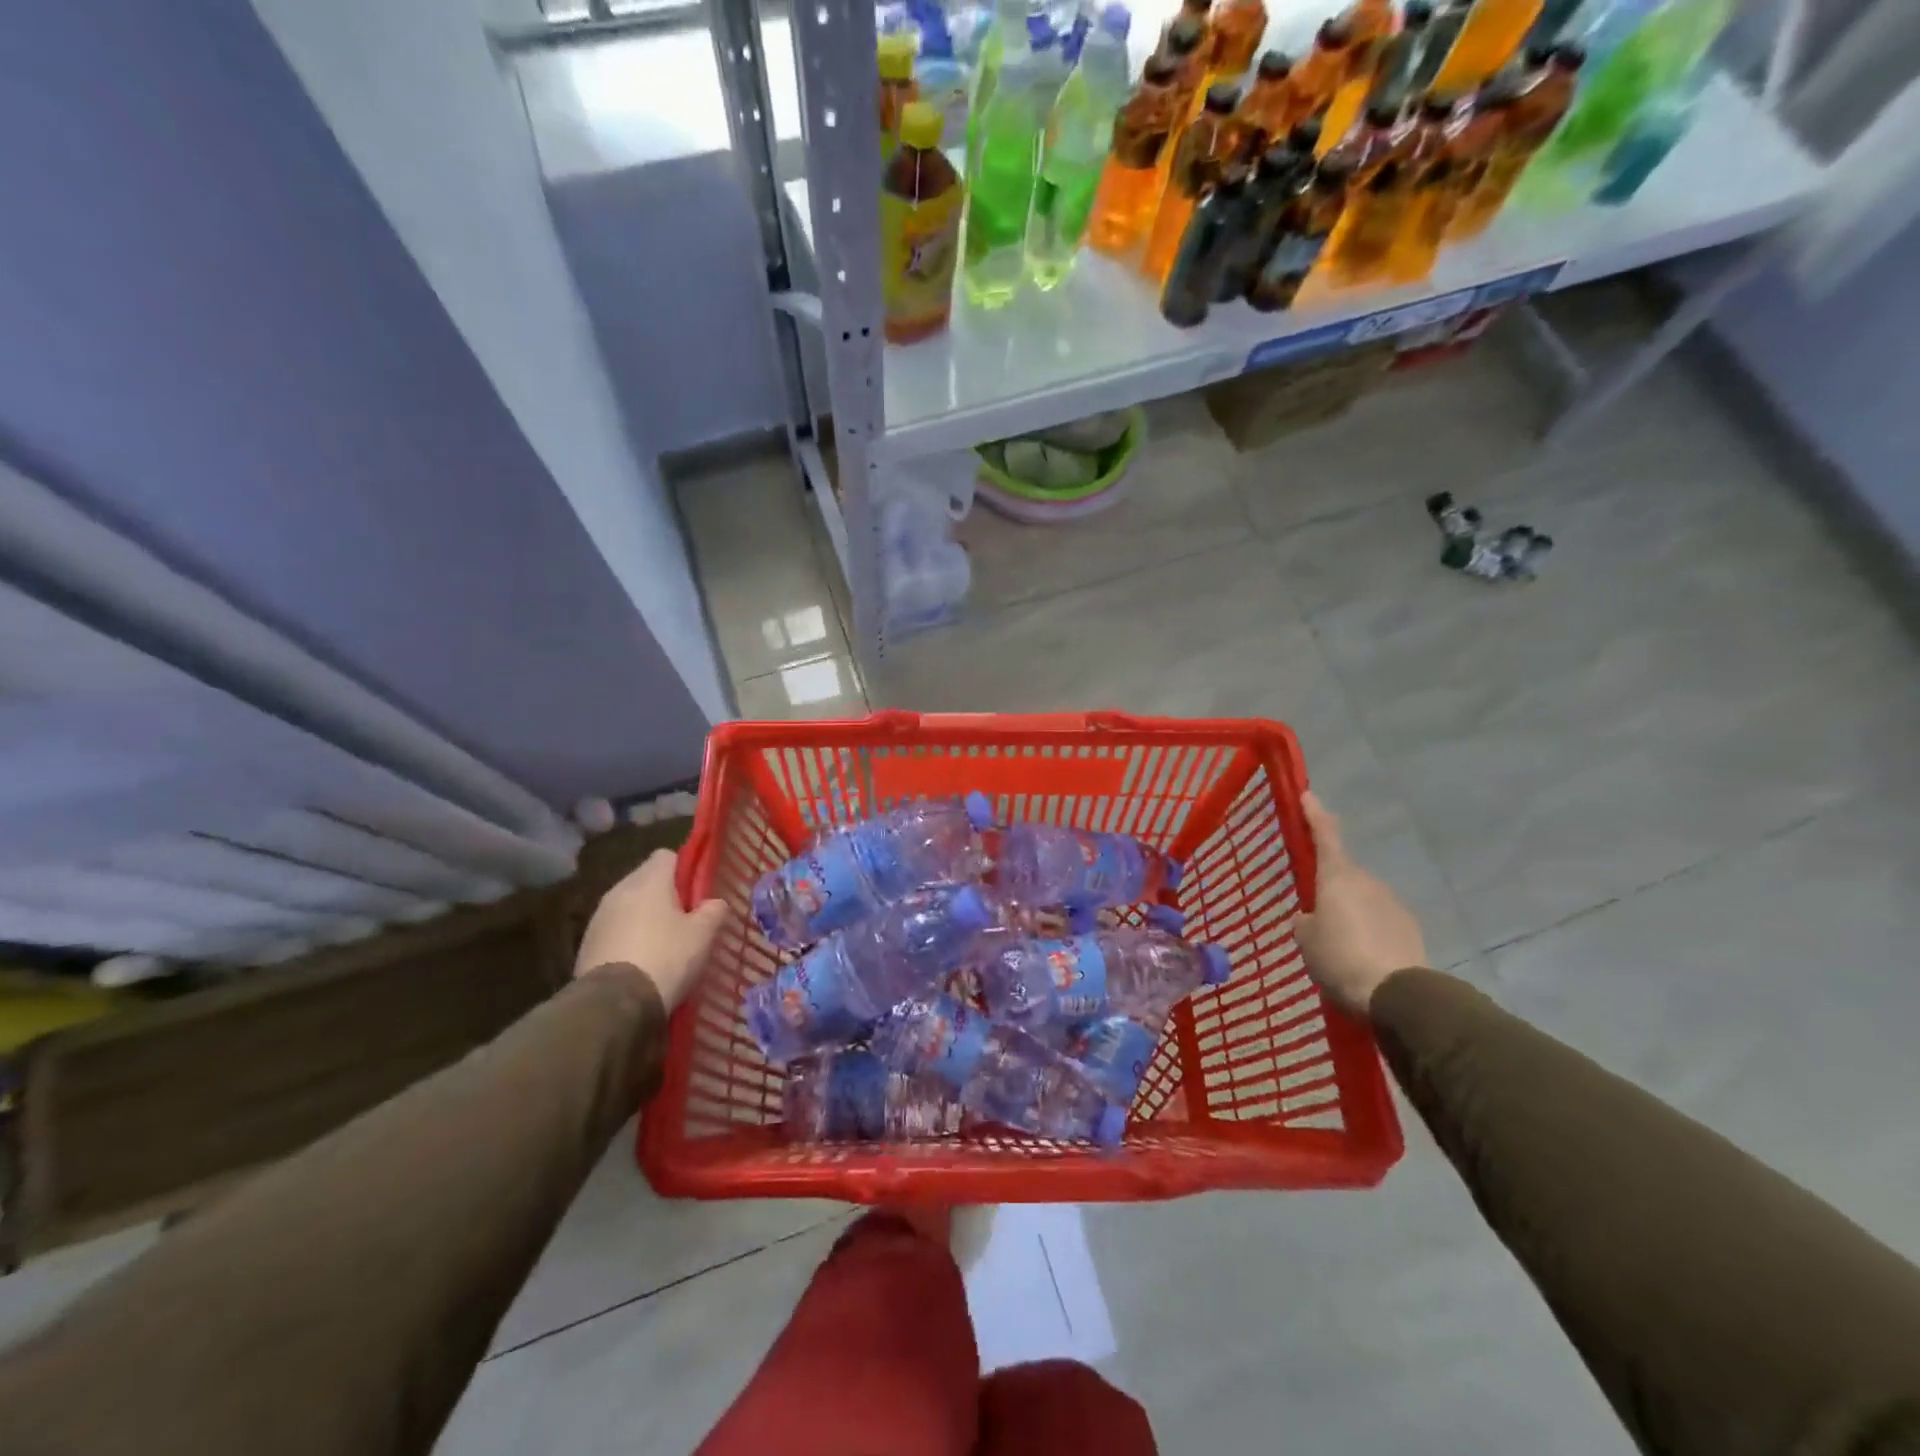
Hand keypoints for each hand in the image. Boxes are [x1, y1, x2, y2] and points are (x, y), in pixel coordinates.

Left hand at [575, 849, 731, 1010]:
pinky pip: (615, 930)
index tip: (697, 893)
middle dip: (664, 896)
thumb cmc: (666, 958)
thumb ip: (714, 911)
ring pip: (629, 906)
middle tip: (685, 921)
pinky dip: (628, 939)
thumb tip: (715, 903)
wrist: (614, 1004)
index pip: (667, 856)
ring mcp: (599, 917)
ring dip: (644, 918)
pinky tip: (641, 962)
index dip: (685, 870)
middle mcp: (620, 890)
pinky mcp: (586, 944)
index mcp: (649, 880)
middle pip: (646, 880)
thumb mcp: (703, 935)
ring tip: (663, 945)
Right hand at [1295, 793, 1426, 1016]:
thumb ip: (1305, 922)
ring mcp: (1393, 903)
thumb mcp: (1306, 940)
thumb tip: (1311, 917)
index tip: (1307, 794)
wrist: (1399, 995)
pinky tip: (1360, 955)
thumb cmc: (1340, 958)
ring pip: (1362, 898)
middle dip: (1329, 886)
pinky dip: (1368, 931)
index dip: (1314, 814)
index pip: (1325, 834)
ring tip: (1337, 943)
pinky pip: (1379, 921)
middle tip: (1313, 910)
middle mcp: (1367, 881)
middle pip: (1343, 873)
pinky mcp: (1410, 928)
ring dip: (1350, 912)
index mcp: (1337, 876)